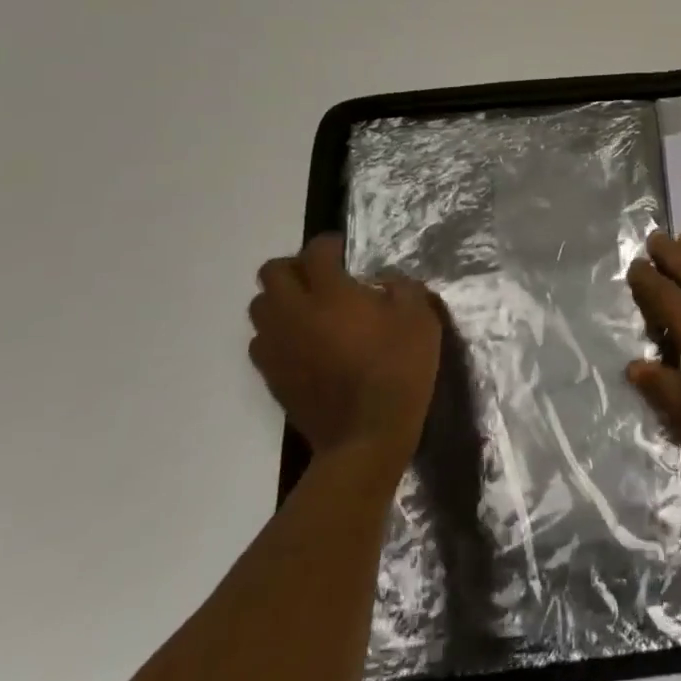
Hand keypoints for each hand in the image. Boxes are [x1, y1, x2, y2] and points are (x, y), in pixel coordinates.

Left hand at [249, 234, 441, 470]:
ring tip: (310, 309)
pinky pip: (261, 342)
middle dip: (296, 266)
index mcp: (330, 293)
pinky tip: (304, 343)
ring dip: (281, 300)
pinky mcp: (271, 376)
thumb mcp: (420, 318)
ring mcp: (278, 346)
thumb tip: (384, 281)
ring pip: (260, 306)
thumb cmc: (399, 369)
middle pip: (272, 273)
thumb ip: (403, 287)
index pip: (315, 251)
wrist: (367, 436)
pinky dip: (278, 333)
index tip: (346, 251)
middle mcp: (295, 313)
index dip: (330, 244)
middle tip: (323, 277)